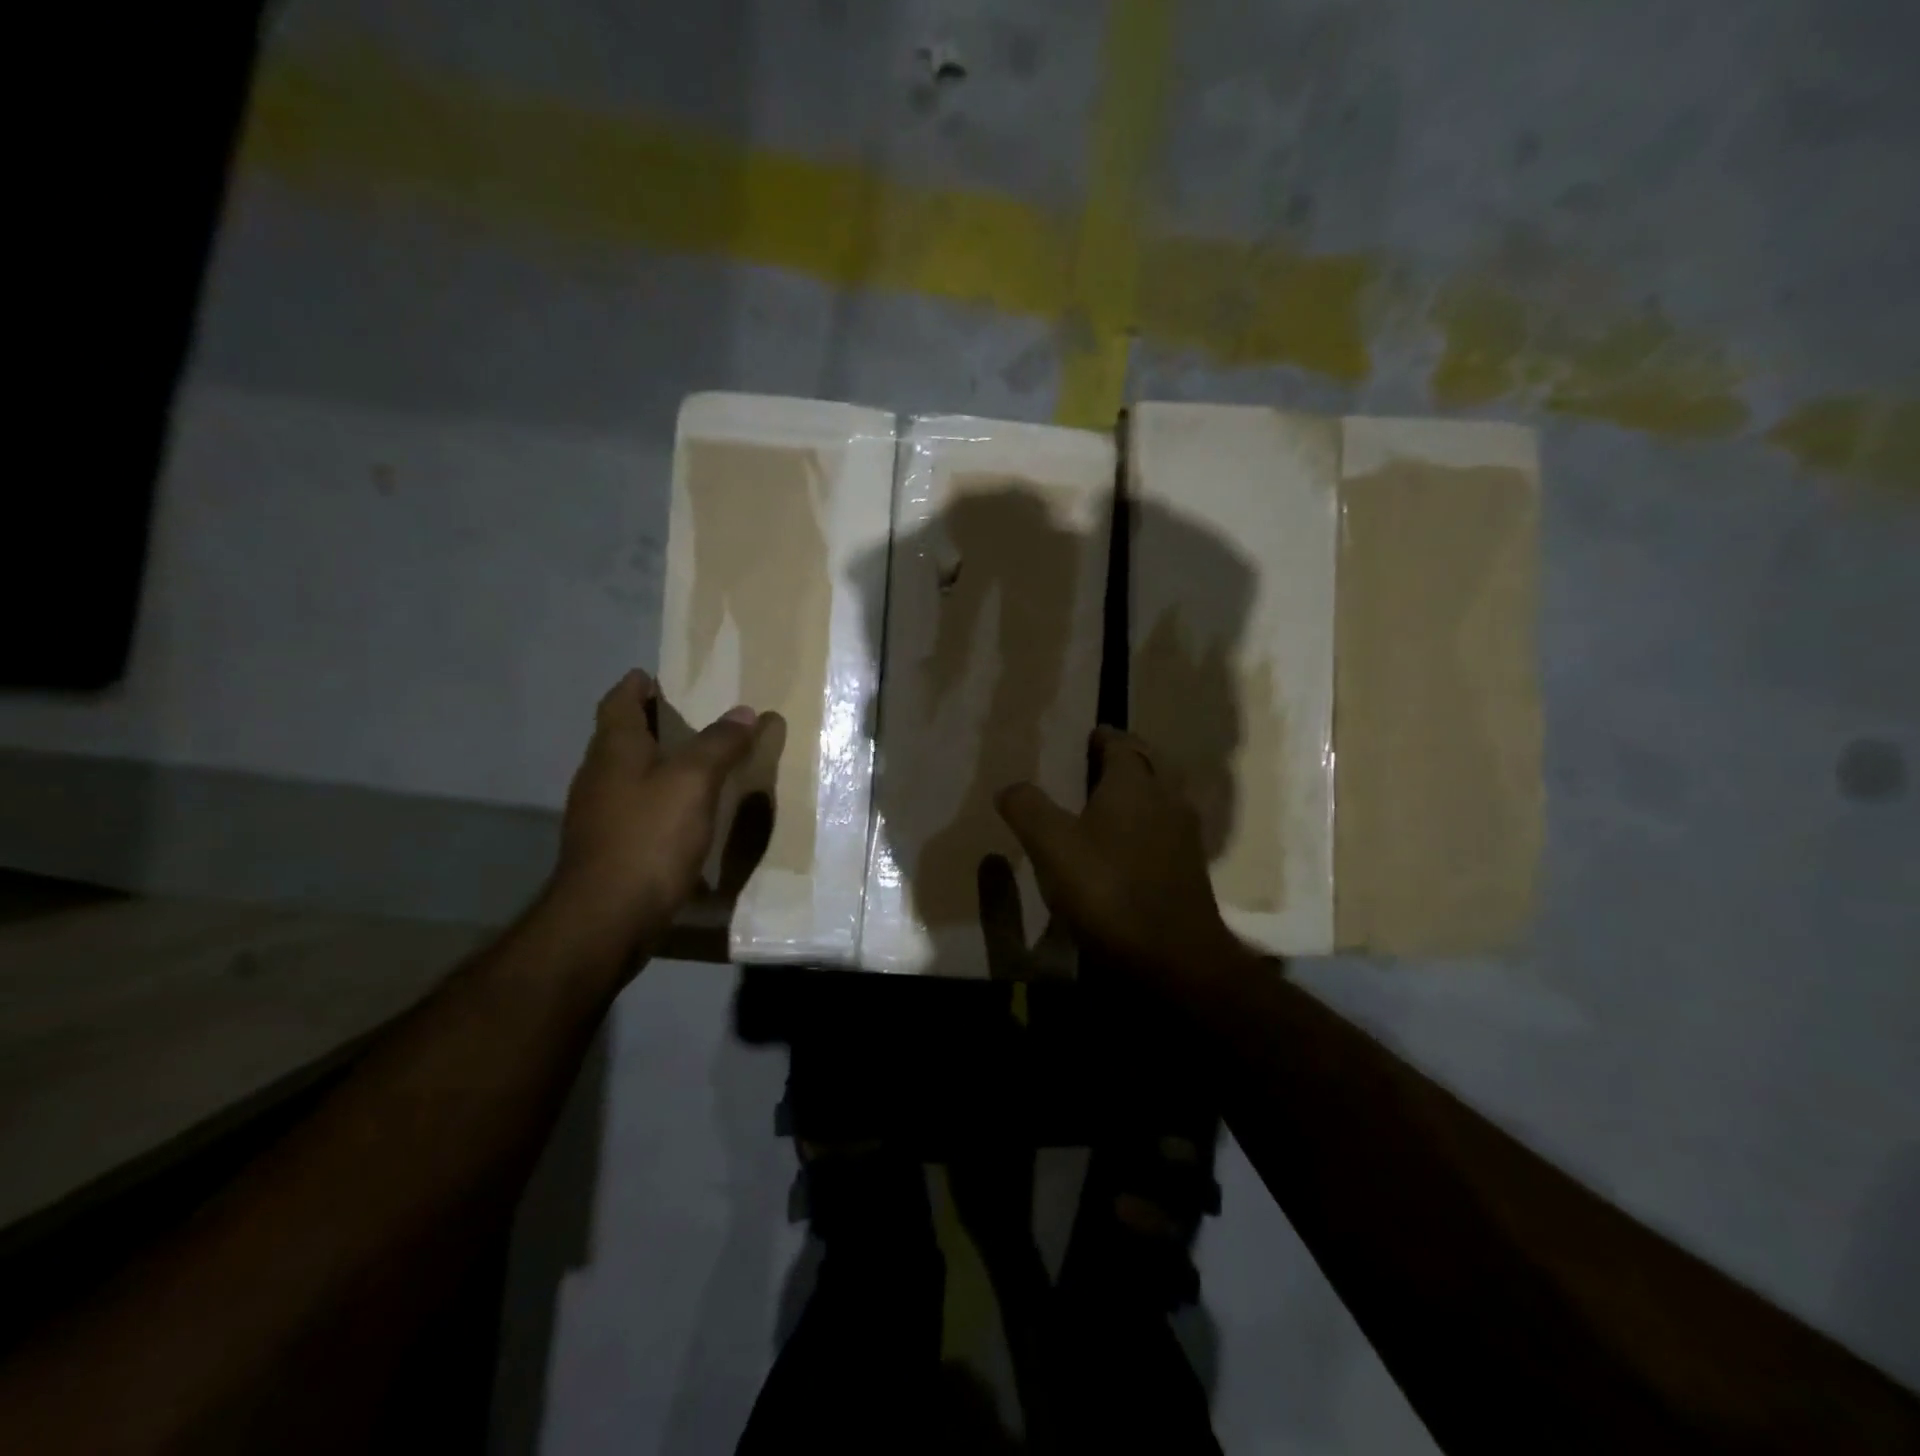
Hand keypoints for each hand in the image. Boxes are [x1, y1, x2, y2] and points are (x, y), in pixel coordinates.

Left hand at [549, 670, 766, 960]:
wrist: (607, 918)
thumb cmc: (649, 837)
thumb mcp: (693, 782)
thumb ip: (719, 744)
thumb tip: (744, 712)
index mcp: (614, 750)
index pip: (618, 702)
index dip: (636, 686)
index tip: (656, 677)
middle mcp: (598, 776)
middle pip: (619, 737)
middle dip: (648, 722)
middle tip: (688, 717)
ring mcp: (598, 815)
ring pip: (626, 774)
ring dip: (654, 762)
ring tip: (693, 762)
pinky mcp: (608, 848)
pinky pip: (634, 808)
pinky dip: (657, 798)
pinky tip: (684, 814)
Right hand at [995, 727, 1244, 987]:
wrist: (1174, 956)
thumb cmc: (1108, 891)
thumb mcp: (1052, 848)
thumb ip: (1028, 809)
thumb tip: (1009, 787)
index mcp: (1134, 783)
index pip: (1121, 742)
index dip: (1102, 737)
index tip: (1086, 738)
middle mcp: (1167, 797)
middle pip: (1149, 762)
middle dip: (1126, 757)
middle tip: (1097, 764)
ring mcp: (1185, 832)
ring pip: (1164, 793)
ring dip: (1142, 788)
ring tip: (1111, 801)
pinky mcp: (1191, 865)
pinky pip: (1169, 825)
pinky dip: (1150, 820)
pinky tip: (1130, 843)